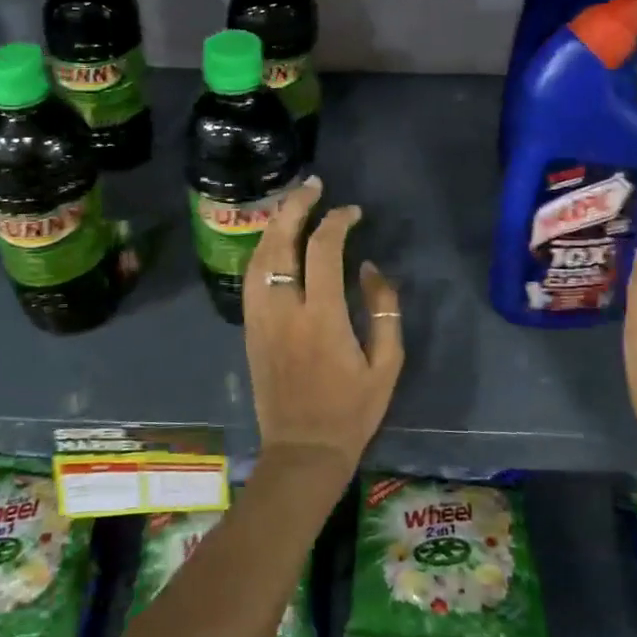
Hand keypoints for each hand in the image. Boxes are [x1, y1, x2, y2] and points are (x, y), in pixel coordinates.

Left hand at [243, 176, 404, 476]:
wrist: (303, 450)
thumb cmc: (352, 410)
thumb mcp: (387, 364)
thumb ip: (384, 309)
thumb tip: (370, 267)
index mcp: (322, 317)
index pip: (323, 250)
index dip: (337, 221)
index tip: (352, 211)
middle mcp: (284, 309)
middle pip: (281, 242)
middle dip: (295, 207)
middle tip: (312, 186)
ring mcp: (260, 318)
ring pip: (259, 257)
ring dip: (275, 225)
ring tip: (293, 206)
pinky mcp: (249, 329)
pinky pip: (250, 278)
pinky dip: (262, 251)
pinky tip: (274, 242)